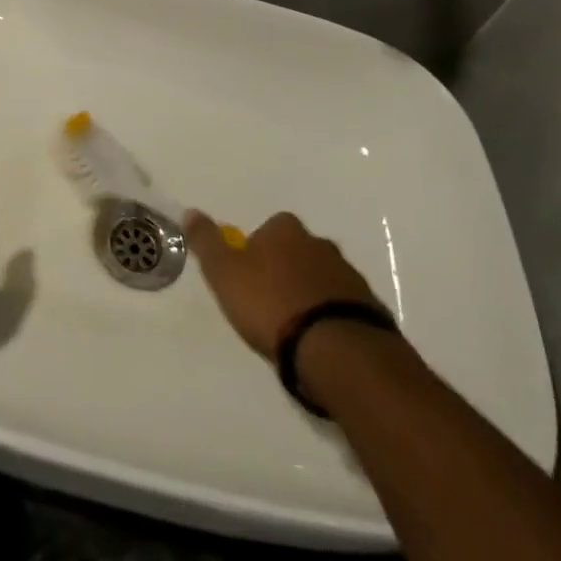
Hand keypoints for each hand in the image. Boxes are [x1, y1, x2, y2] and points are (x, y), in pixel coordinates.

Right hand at [184, 210, 385, 359]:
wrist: (335, 349)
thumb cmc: (270, 304)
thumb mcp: (224, 273)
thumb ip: (206, 242)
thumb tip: (191, 211)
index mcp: (286, 230)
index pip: (268, 229)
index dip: (256, 251)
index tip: (248, 279)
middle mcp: (320, 243)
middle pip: (298, 251)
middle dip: (286, 270)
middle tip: (270, 303)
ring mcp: (348, 275)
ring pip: (322, 278)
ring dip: (310, 294)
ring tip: (295, 328)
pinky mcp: (370, 308)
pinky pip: (343, 306)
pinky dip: (331, 317)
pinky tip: (320, 341)